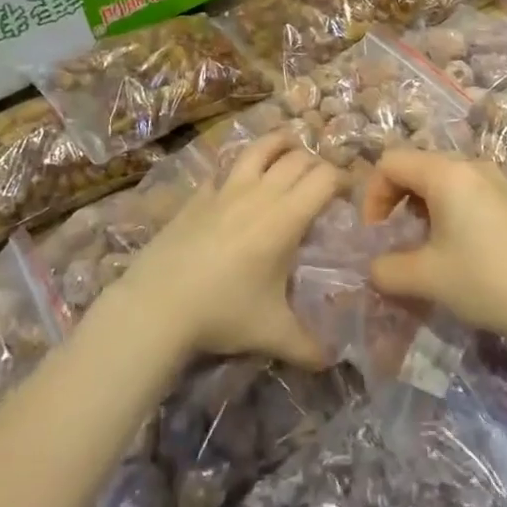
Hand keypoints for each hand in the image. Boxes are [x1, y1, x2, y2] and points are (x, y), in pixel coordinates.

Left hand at [118, 133, 341, 367]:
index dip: (342, 179)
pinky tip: (236, 181)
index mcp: (285, 218)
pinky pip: (222, 171)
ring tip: (289, 147)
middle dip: (316, 163)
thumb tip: (332, 362)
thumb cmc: (223, 313)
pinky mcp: (198, 196)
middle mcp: (259, 193)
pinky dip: (237, 169)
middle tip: (322, 181)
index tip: (348, 193)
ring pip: (258, 149)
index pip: (324, 178)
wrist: (158, 304)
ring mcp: (225, 190)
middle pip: (297, 159)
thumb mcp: (272, 334)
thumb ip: (307, 347)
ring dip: (279, 143)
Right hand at [363, 150, 506, 345]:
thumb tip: (374, 268)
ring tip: (423, 248)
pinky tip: (455, 250)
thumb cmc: (486, 279)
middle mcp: (469, 166)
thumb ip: (387, 269)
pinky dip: (445, 212)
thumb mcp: (427, 278)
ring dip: (420, 208)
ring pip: (440, 180)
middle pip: (415, 167)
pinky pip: (463, 192)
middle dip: (394, 200)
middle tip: (395, 240)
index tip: (376, 236)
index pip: (390, 163)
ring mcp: (494, 181)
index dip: (372, 196)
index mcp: (445, 173)